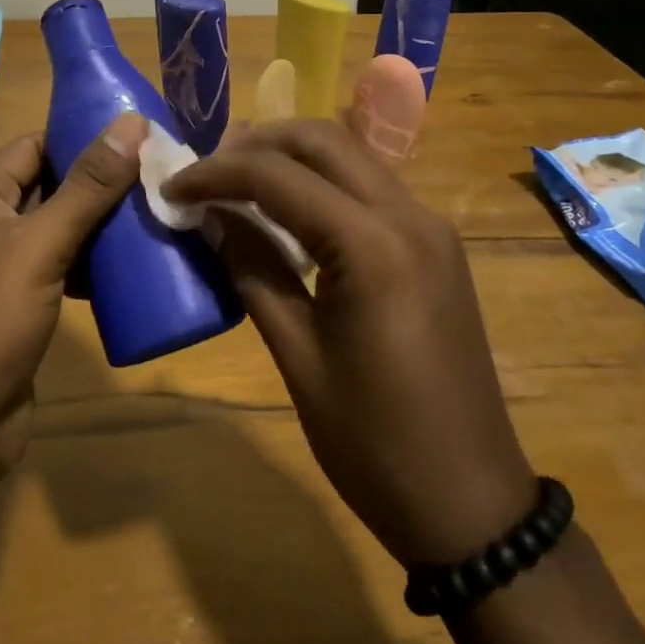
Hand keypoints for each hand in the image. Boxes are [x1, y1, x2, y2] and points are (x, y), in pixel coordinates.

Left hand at [0, 114, 146, 478]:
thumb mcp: (40, 246)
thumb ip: (88, 186)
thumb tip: (131, 122)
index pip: (36, 145)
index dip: (85, 137)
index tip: (143, 137)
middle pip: (50, 185)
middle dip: (102, 183)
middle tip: (161, 177)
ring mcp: (0, 267)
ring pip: (59, 229)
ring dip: (101, 226)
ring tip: (157, 216)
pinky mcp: (17, 305)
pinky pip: (59, 267)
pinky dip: (91, 264)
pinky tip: (132, 268)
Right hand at [166, 119, 535, 566]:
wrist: (471, 503)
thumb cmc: (374, 444)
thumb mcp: (298, 357)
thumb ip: (253, 270)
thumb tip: (215, 217)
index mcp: (373, 246)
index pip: (279, 177)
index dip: (216, 173)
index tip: (173, 188)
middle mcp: (409, 216)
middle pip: (323, 140)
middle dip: (257, 143)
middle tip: (207, 171)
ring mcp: (430, 227)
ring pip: (351, 155)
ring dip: (291, 156)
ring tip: (237, 180)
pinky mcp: (436, 244)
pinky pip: (370, 187)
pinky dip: (323, 181)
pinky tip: (288, 210)